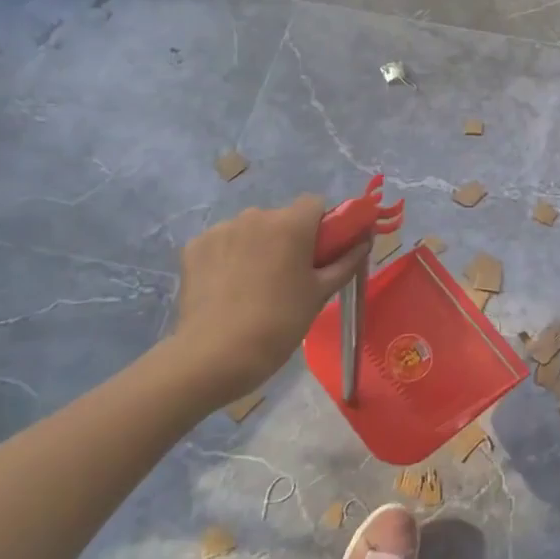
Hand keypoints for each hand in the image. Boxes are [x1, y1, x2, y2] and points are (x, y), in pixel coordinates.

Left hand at [163, 197, 368, 407]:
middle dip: (287, 238)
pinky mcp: (194, 246)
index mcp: (291, 224)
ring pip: (249, 230)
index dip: (321, 225)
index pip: (314, 203)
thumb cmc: (280, 322)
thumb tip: (364, 242)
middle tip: (288, 276)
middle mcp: (255, 216)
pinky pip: (221, 243)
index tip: (319, 253)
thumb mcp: (320, 294)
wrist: (216, 354)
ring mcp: (221, 229)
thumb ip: (345, 262)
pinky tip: (226, 288)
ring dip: (256, 246)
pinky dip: (227, 257)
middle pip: (280, 218)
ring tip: (253, 285)